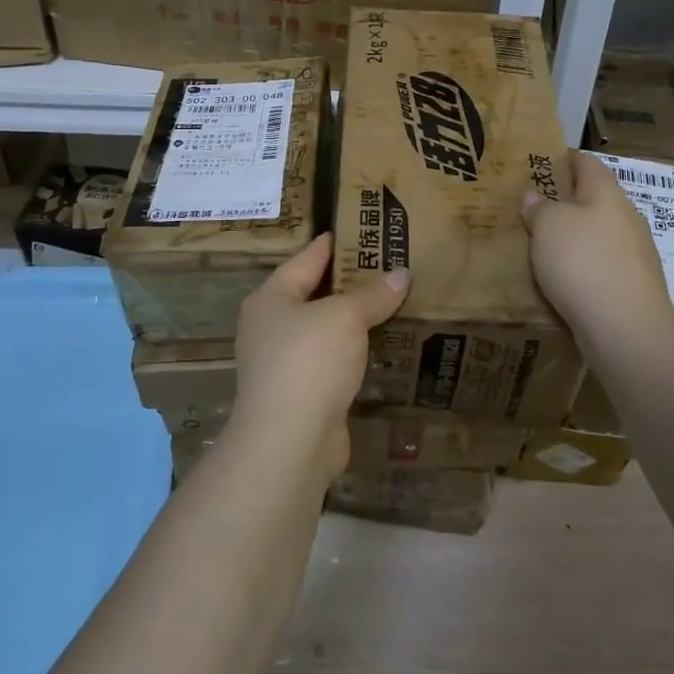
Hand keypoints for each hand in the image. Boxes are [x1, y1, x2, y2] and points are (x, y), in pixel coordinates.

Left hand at [230, 234, 410, 477]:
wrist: (289, 442)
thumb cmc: (309, 361)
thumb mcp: (345, 317)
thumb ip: (372, 295)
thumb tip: (402, 274)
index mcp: (271, 298)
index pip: (306, 259)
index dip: (334, 244)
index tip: (359, 230)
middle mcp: (271, 327)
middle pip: (315, 294)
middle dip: (350, 283)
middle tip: (388, 265)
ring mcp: (284, 363)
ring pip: (325, 330)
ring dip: (354, 320)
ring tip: (392, 301)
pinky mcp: (302, 394)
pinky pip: (333, 361)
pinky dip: (354, 352)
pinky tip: (381, 346)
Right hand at [521, 151, 673, 346]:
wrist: (626, 329)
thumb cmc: (583, 262)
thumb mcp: (548, 226)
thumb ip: (539, 208)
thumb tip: (534, 196)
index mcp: (607, 194)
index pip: (587, 163)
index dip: (565, 160)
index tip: (540, 164)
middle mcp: (626, 218)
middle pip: (595, 201)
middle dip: (566, 203)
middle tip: (531, 210)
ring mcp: (634, 255)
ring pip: (598, 236)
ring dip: (574, 239)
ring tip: (541, 247)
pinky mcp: (632, 288)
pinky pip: (601, 268)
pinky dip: (581, 268)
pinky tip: (561, 281)